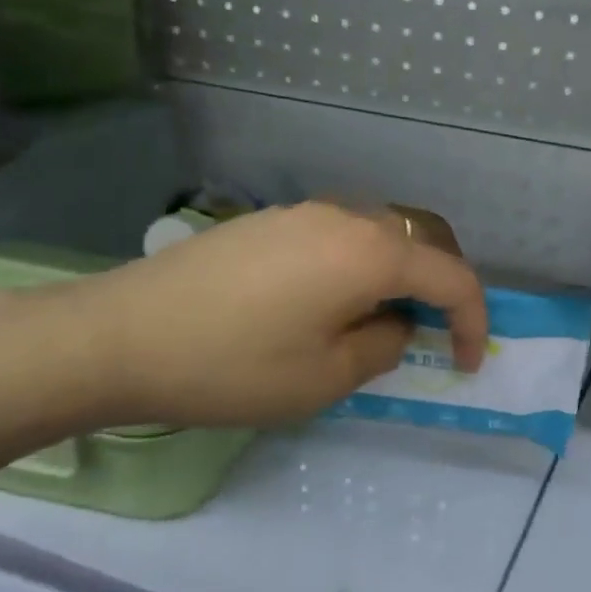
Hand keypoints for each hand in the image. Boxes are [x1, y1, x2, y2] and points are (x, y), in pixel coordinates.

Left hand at [54, 200, 487, 429]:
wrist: (117, 336)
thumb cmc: (232, 365)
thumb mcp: (326, 378)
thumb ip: (383, 345)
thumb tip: (394, 325)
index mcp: (370, 252)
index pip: (451, 277)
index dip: (473, 320)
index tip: (467, 362)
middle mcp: (345, 217)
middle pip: (422, 240)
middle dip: (443, 286)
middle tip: (436, 332)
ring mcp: (303, 213)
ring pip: (379, 234)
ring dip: (398, 274)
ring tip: (379, 321)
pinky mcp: (268, 222)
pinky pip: (339, 236)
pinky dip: (358, 266)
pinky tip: (327, 304)